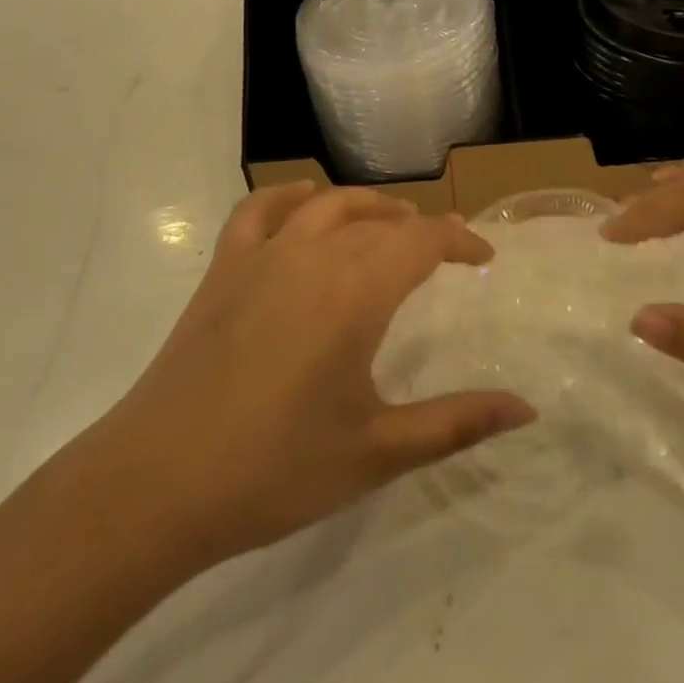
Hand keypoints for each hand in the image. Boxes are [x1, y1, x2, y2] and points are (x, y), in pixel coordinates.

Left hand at [89, 184, 535, 567]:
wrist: (156, 485)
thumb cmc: (275, 471)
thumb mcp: (377, 452)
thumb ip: (457, 423)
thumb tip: (527, 409)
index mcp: (355, 294)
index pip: (422, 241)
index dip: (460, 240)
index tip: (484, 256)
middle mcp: (311, 257)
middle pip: (379, 222)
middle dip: (420, 228)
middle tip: (445, 247)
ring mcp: (260, 258)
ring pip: (325, 204)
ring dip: (367, 206)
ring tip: (390, 222)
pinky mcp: (221, 271)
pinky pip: (257, 210)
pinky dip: (289, 197)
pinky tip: (303, 205)